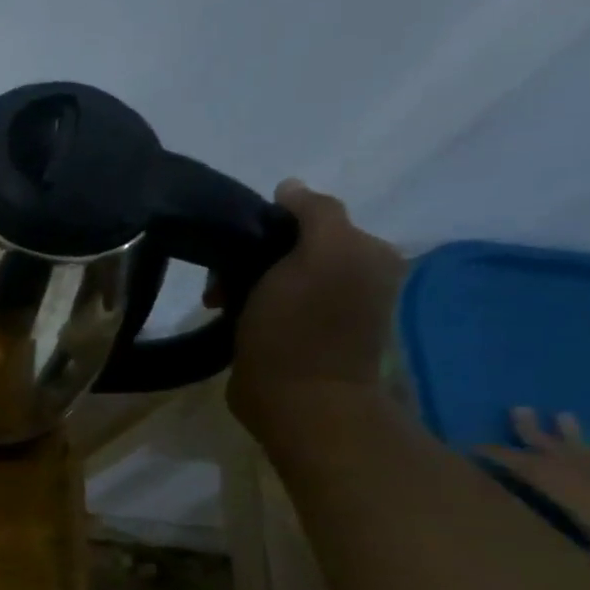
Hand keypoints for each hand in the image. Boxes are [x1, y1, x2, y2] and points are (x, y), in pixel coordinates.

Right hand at [226, 180, 405, 435]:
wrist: (297, 401)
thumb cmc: (301, 328)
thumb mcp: (318, 255)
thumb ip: (315, 213)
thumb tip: (291, 187)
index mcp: (368, 252)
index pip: (311, 217)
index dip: (268, 226)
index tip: (235, 249)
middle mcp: (356, 275)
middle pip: (290, 247)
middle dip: (250, 259)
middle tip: (221, 285)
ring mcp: (329, 309)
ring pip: (275, 275)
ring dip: (242, 284)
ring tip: (220, 305)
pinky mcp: (302, 336)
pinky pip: (270, 303)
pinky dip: (247, 306)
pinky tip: (232, 320)